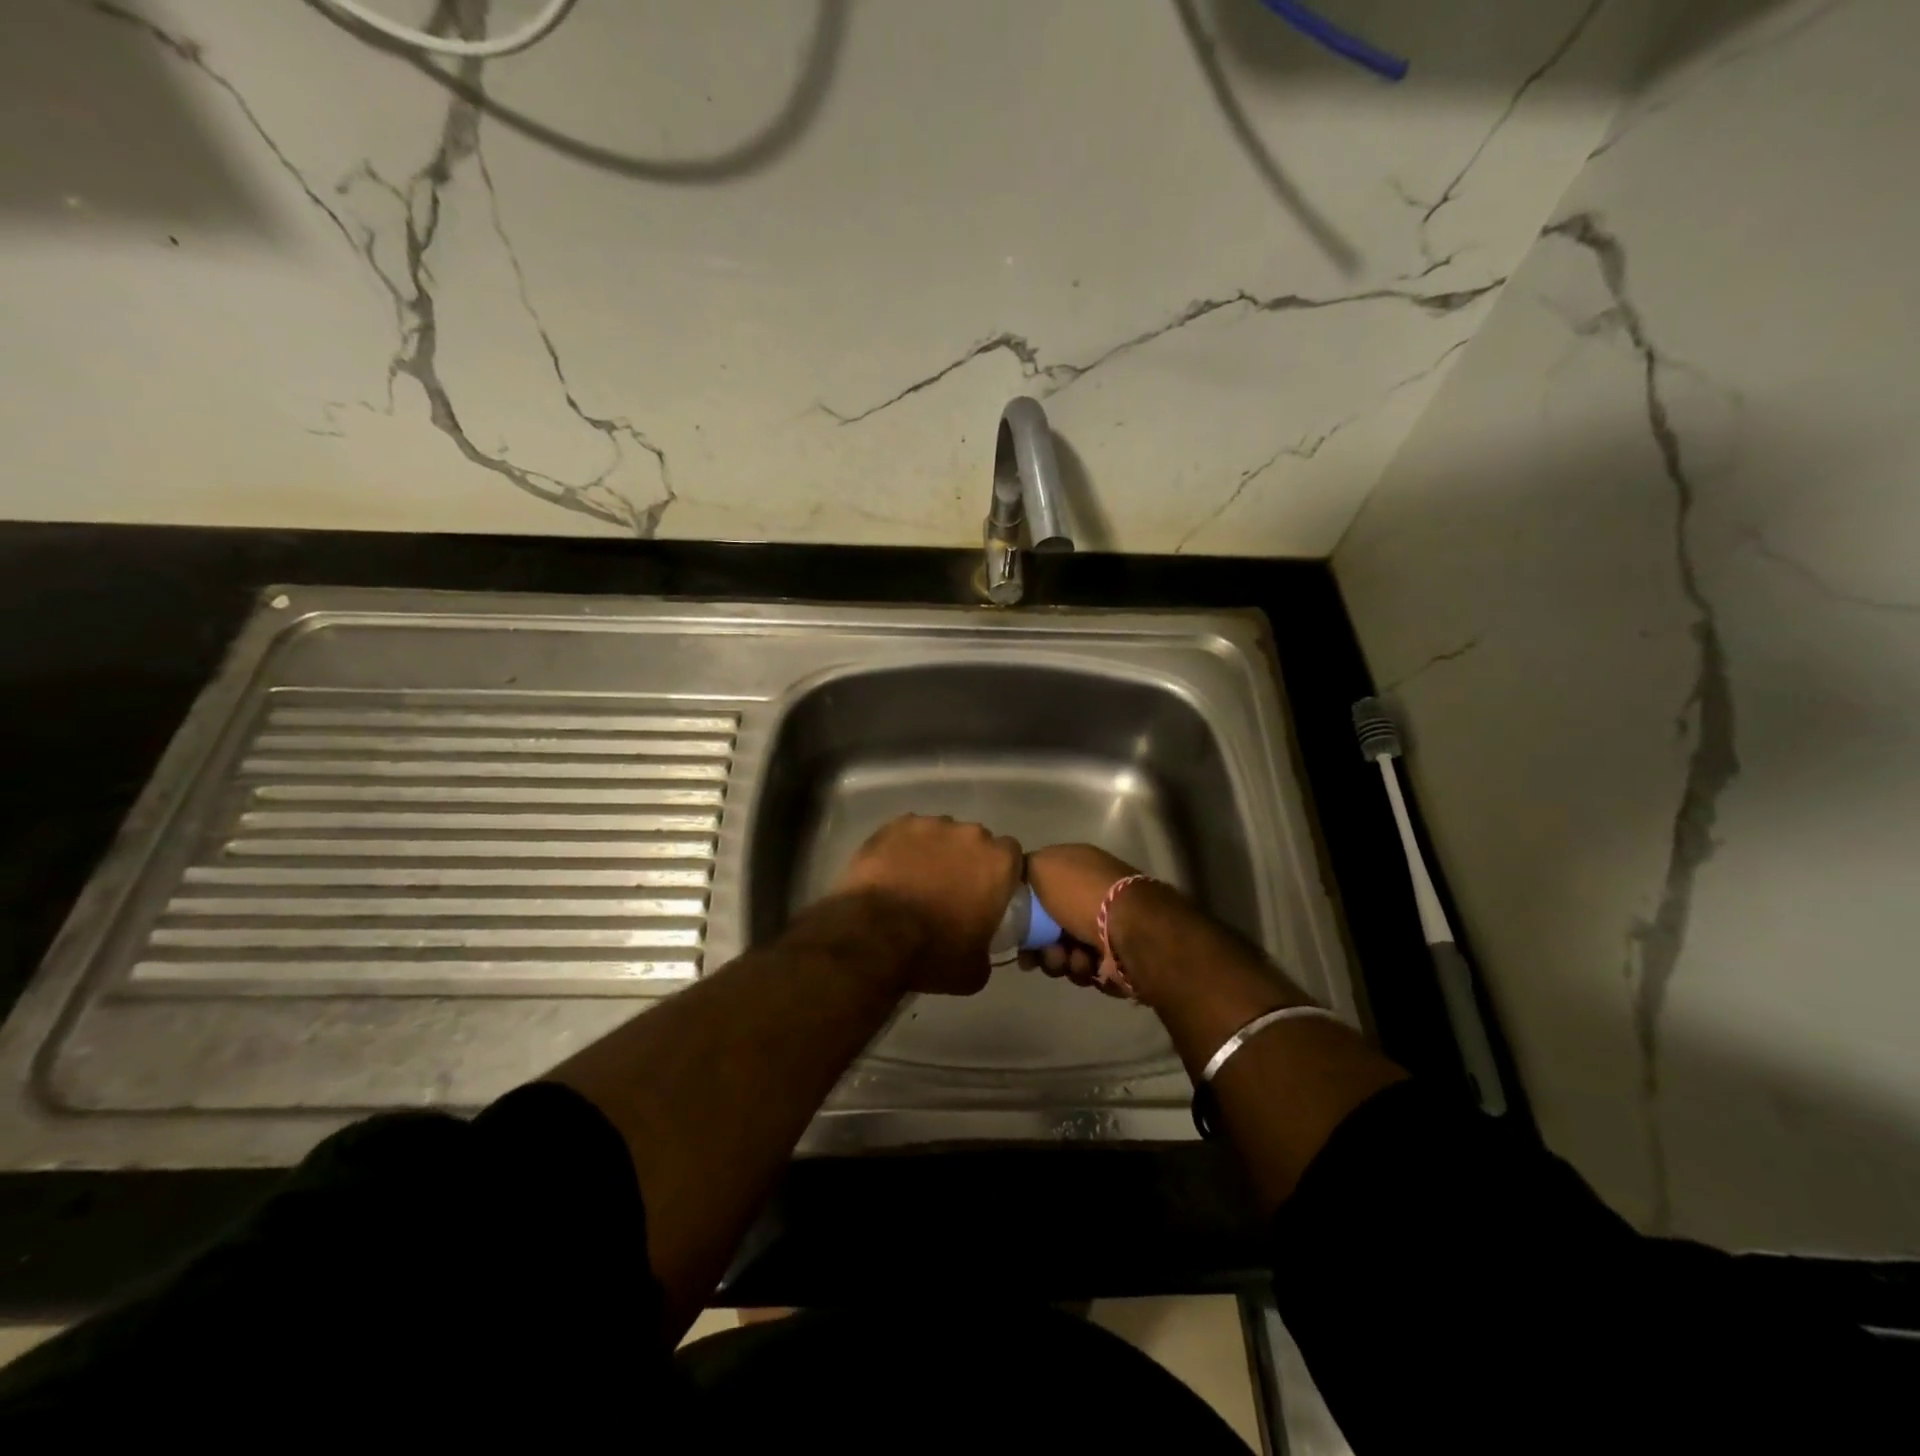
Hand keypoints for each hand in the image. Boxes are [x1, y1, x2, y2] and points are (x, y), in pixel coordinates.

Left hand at [832, 814, 1022, 996]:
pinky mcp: (895, 826)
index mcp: (998, 863)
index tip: (987, 892)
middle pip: (975, 841)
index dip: (999, 873)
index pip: (1011, 856)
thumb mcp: (975, 970)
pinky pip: (907, 834)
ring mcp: (930, 825)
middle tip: (950, 889)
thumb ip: (987, 948)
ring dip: (934, 853)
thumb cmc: (933, 953)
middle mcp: (970, 834)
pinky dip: (903, 849)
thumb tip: (979, 946)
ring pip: (940, 834)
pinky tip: (891, 872)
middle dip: (966, 860)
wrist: (875, 936)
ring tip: (915, 881)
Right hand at [1019, 844, 1142, 998]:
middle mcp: (1092, 894)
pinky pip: (1085, 968)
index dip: (1024, 908)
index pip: (1041, 887)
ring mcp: (1106, 926)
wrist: (1129, 929)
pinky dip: (1083, 969)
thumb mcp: (1042, 866)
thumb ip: (1024, 868)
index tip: (1013, 926)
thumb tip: (1018, 876)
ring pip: (1065, 950)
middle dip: (1041, 944)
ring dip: (1059, 959)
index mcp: (1078, 867)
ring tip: (1069, 959)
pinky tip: (1089, 965)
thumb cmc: (1082, 894)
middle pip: (1050, 925)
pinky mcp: (1117, 957)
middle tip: (1039, 953)